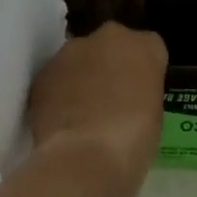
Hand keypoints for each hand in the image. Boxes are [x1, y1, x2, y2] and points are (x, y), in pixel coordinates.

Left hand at [27, 22, 167, 183]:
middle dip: (110, 66)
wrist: (85, 159)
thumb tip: (127, 95)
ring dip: (81, 77)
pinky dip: (58, 93)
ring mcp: (70, 52)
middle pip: (111, 46)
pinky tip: (62, 120)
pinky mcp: (42, 73)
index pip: (149, 48)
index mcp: (144, 46)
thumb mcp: (154, 114)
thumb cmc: (134, 141)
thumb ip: (141, 91)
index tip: (141, 92)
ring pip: (79, 59)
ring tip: (82, 114)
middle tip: (112, 99)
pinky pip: (55, 79)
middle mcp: (107, 37)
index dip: (143, 71)